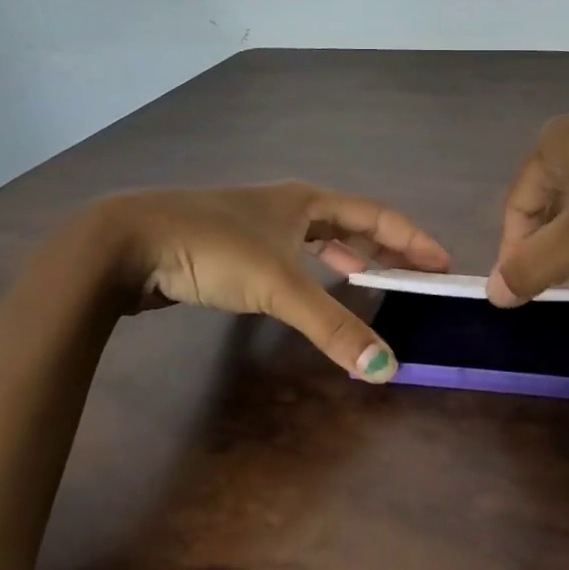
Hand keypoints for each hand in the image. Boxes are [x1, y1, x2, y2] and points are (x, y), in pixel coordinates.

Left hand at [94, 182, 451, 380]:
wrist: (126, 243)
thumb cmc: (212, 248)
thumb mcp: (278, 286)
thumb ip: (332, 326)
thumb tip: (386, 368)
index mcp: (306, 201)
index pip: (376, 214)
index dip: (412, 238)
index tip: (442, 262)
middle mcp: (286, 206)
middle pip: (350, 222)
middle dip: (384, 247)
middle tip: (413, 275)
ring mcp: (257, 223)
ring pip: (316, 237)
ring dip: (347, 256)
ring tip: (371, 278)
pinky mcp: (232, 246)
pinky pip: (290, 255)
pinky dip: (312, 269)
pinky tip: (310, 287)